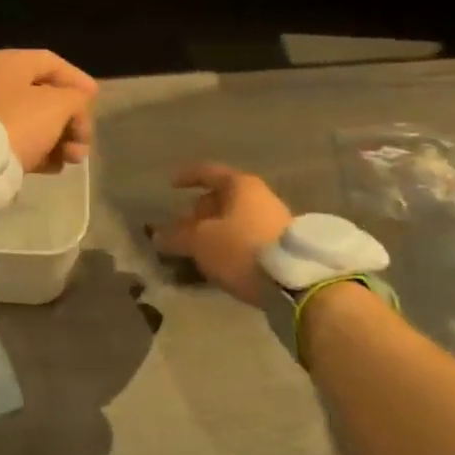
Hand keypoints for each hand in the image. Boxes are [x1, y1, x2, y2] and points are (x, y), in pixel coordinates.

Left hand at [0, 49, 96, 174]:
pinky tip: (55, 167)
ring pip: (35, 121)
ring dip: (61, 139)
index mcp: (11, 63)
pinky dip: (40, 151)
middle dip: (72, 119)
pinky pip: (19, 140)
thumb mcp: (58, 104)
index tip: (96, 99)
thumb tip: (77, 104)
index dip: (78, 80)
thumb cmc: (19, 122)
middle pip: (46, 95)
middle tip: (85, 140)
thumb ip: (77, 99)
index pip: (52, 63)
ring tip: (74, 160)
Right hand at [152, 163, 292, 303]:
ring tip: (197, 250)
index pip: (208, 172)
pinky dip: (229, 245)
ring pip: (234, 220)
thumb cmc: (242, 248)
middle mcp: (260, 197)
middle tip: (181, 229)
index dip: (187, 176)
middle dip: (199, 212)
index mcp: (240, 185)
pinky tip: (219, 263)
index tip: (171, 185)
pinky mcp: (283, 247)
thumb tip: (157, 235)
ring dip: (214, 232)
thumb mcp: (201, 242)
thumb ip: (177, 236)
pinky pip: (246, 238)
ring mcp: (275, 221)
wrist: (297, 283)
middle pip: (222, 198)